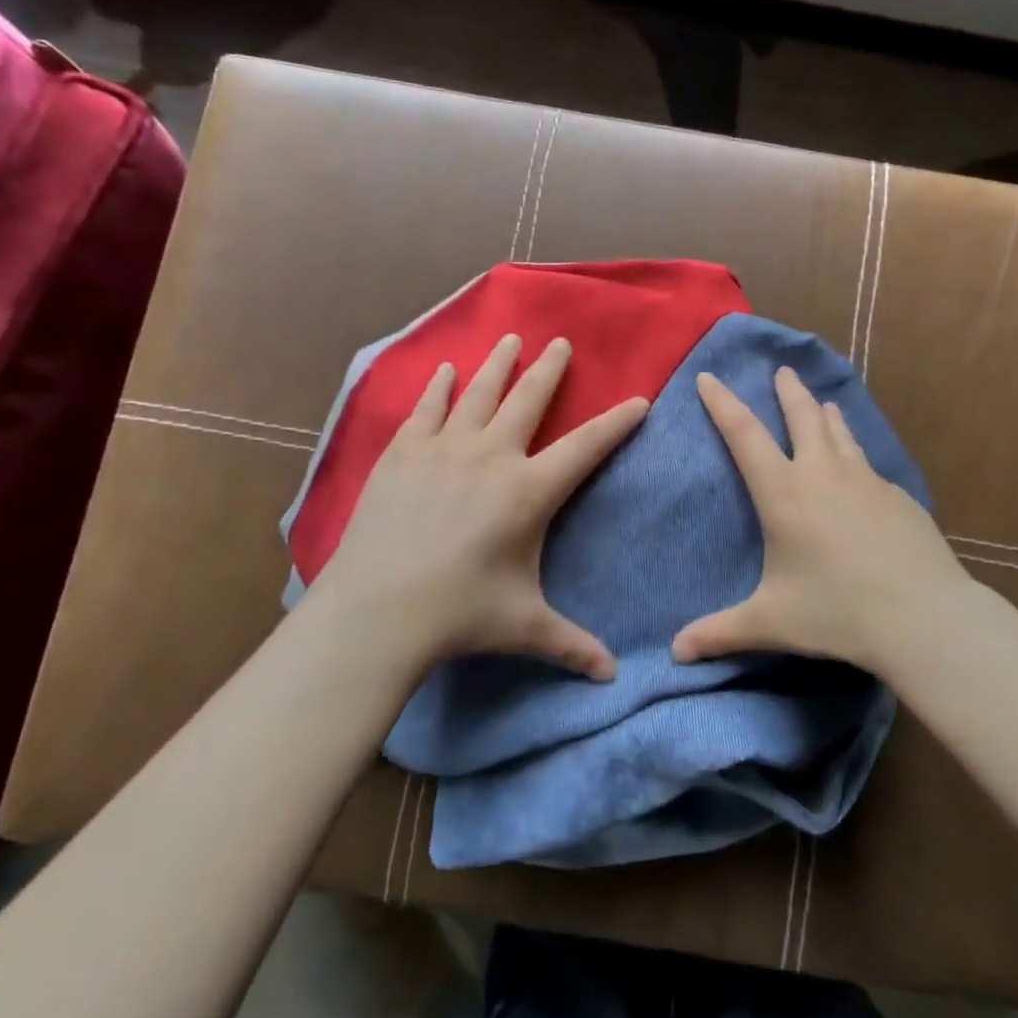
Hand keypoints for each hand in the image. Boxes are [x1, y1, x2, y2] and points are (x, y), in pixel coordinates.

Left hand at [303, 334, 647, 680]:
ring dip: (499, 364)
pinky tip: (444, 370)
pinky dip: (438, 387)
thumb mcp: (525, 626)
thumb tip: (613, 678)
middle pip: (530, 399)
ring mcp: (445, 449)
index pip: (587, 446)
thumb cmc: (461, 614)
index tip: (638, 399)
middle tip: (560, 343)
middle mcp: (493, 456)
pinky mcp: (404, 453)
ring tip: (511, 338)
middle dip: (550, 369)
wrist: (378, 610)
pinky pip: (427, 409)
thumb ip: (572, 644)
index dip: (617, 422)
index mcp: (530, 490)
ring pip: (480, 392)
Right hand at [672, 367, 967, 673]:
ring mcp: (865, 479)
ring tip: (822, 403)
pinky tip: (859, 468)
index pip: (743, 433)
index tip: (710, 377)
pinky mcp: (897, 494)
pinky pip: (867, 462)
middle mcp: (822, 473)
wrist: (922, 616)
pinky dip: (853, 451)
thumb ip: (720, 633)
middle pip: (801, 416)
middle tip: (783, 371)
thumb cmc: (836, 612)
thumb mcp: (771, 622)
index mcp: (783, 492)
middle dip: (787, 391)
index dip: (722, 402)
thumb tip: (675, 654)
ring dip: (825, 413)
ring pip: (840, 431)